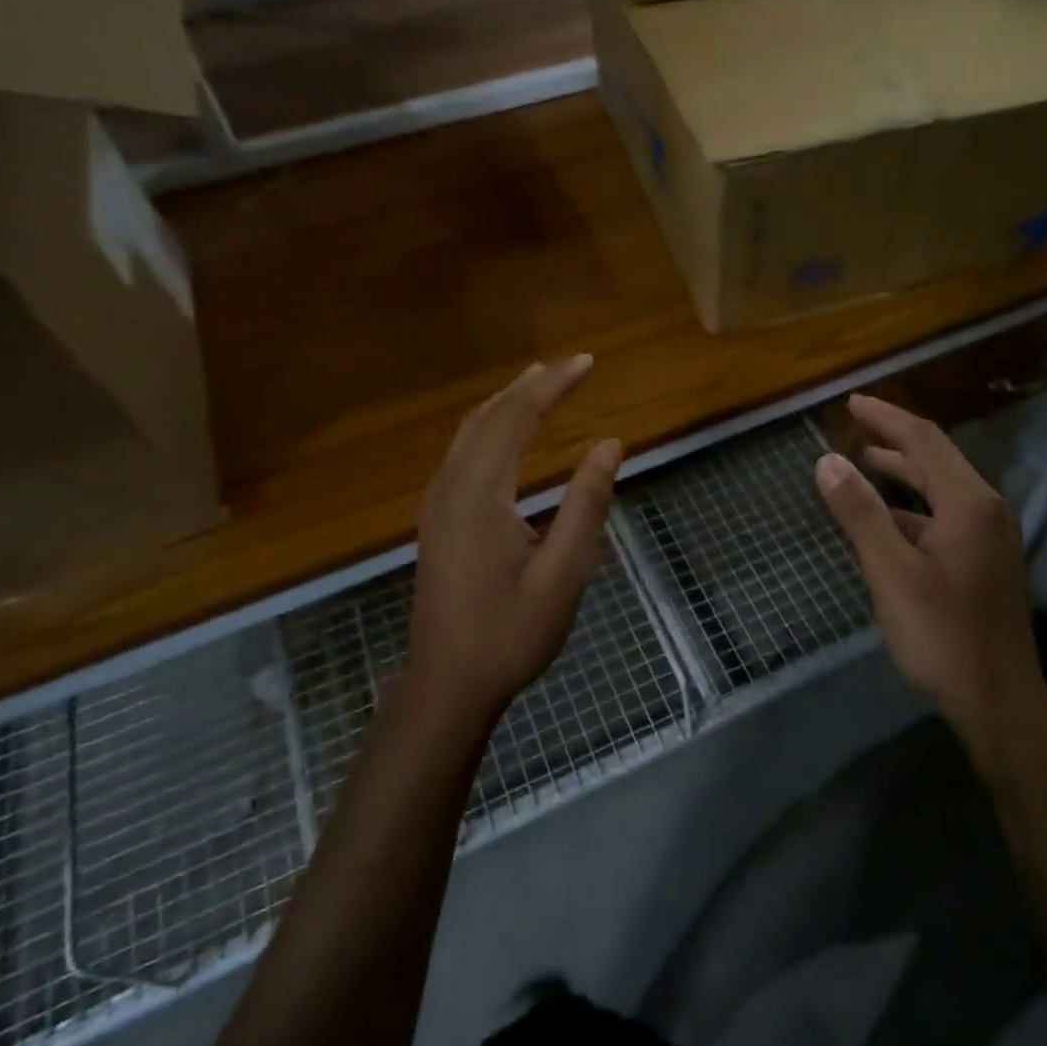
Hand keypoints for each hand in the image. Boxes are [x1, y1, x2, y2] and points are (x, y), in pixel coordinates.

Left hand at [406, 355, 621, 727]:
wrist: (448, 683)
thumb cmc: (511, 632)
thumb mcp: (564, 572)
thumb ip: (586, 503)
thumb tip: (610, 445)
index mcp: (480, 493)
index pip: (517, 417)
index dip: (553, 384)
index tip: (587, 362)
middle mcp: (450, 486)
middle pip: (488, 416)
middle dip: (529, 385)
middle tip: (570, 365)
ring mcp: (437, 503)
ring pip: (469, 432)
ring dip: (506, 403)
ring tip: (541, 384)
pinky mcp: (436, 519)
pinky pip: (462, 453)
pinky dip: (490, 428)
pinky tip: (507, 435)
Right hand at [814, 394, 1046, 762]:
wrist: (998, 702)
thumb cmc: (941, 635)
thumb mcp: (891, 572)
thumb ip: (860, 513)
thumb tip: (828, 460)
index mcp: (969, 504)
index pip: (923, 440)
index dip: (885, 417)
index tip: (851, 401)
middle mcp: (986, 510)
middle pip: (937, 458)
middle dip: (894, 439)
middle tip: (853, 425)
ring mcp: (991, 538)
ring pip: (942, 489)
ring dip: (903, 473)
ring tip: (863, 463)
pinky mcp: (986, 563)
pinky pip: (945, 517)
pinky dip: (913, 508)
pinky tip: (887, 521)